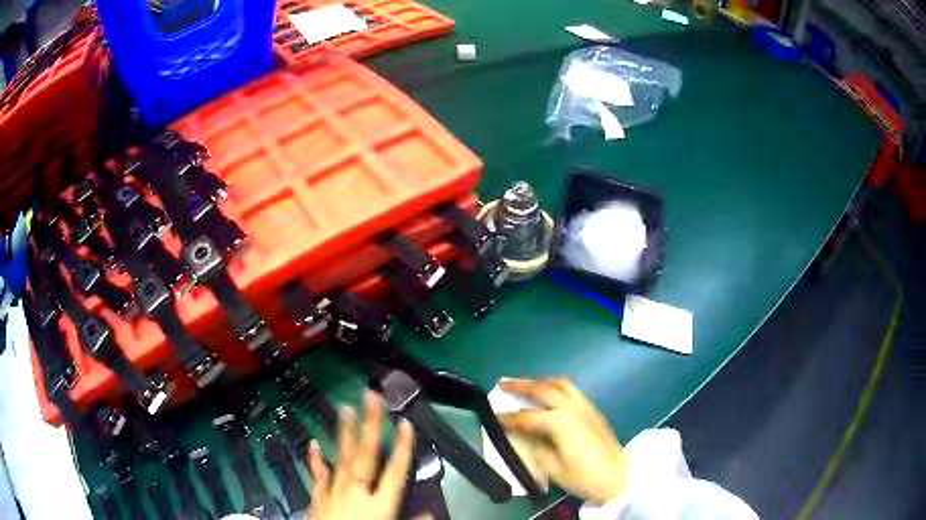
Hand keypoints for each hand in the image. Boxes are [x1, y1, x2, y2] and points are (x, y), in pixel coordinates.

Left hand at [308, 391, 414, 519]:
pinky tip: (313, 443)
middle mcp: (357, 492)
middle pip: (366, 454)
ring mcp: (334, 492)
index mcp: (380, 504)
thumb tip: (431, 512)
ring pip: (341, 457)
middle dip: (370, 425)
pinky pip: (318, 474)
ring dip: (344, 432)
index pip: (395, 472)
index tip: (406, 423)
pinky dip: (315, 458)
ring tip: (345, 407)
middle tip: (371, 397)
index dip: (403, 448)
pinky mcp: (318, 496)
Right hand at [499, 378, 628, 503]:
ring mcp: (585, 405)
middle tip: (503, 383)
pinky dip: (555, 386)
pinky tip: (550, 395)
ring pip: (560, 384)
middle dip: (521, 386)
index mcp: (560, 422)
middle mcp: (572, 407)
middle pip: (543, 389)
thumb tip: (519, 436)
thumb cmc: (584, 476)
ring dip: (540, 382)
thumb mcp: (553, 468)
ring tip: (526, 384)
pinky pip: (571, 389)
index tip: (492, 416)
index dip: (507, 418)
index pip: (527, 417)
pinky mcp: (593, 409)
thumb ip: (533, 448)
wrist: (619, 476)